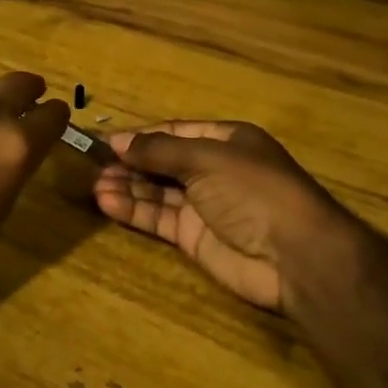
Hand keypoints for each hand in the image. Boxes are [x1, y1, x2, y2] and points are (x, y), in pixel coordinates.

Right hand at [94, 121, 360, 312]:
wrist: (295, 256)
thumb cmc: (254, 190)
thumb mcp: (206, 158)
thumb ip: (160, 150)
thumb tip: (119, 141)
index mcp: (225, 140)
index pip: (174, 131)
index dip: (141, 136)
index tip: (105, 141)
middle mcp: (214, 170)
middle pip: (163, 162)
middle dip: (130, 163)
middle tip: (91, 165)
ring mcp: (204, 205)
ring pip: (157, 192)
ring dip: (127, 186)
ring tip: (94, 185)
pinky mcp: (195, 238)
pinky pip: (159, 219)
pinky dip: (134, 210)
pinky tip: (107, 203)